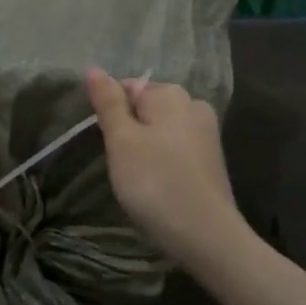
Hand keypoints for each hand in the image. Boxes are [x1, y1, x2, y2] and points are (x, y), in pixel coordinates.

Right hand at [85, 68, 247, 272]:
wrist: (206, 236)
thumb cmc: (155, 182)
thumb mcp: (122, 140)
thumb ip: (108, 102)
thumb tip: (94, 68)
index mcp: (170, 94)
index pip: (127, 89)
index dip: (110, 115)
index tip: (107, 144)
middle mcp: (193, 105)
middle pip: (146, 108)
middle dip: (129, 130)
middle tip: (120, 163)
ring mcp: (206, 134)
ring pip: (161, 130)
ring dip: (145, 147)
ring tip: (137, 177)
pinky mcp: (211, 160)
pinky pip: (176, 149)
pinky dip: (163, 161)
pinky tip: (158, 184)